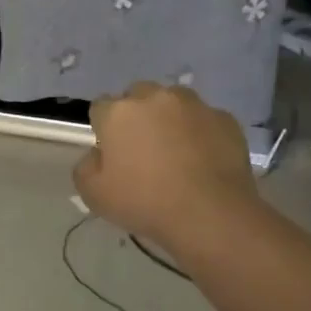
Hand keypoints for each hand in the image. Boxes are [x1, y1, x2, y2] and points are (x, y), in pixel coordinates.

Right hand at [73, 82, 259, 247]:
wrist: (210, 214)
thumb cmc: (144, 202)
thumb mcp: (93, 194)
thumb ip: (86, 167)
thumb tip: (98, 155)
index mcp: (119, 112)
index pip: (100, 107)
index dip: (103, 128)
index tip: (110, 152)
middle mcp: (156, 98)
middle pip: (138, 96)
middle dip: (136, 115)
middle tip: (141, 149)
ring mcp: (194, 105)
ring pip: (174, 102)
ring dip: (169, 118)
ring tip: (175, 151)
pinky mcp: (225, 119)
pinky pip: (204, 120)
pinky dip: (199, 133)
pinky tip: (202, 160)